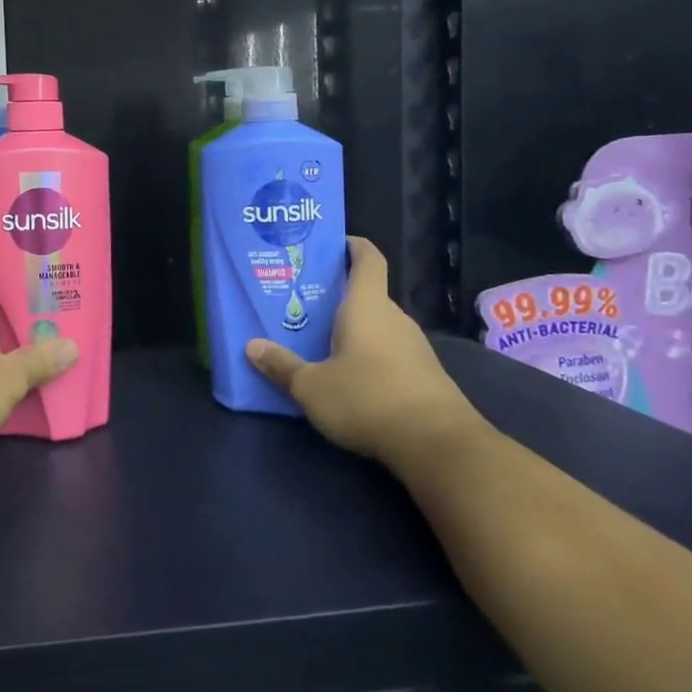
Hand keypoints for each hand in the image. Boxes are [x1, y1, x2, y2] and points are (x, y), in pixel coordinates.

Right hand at [246, 237, 483, 471]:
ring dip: (352, 329)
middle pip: (367, 295)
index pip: (367, 259)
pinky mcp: (425, 376)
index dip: (352, 246)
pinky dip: (368, 355)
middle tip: (303, 302)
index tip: (332, 244)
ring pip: (377, 326)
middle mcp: (394, 318)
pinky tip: (348, 375)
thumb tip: (252, 347)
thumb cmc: (368, 399)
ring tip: (318, 339)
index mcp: (366, 306)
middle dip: (337, 296)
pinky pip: (389, 352)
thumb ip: (282, 366)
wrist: (439, 446)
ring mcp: (414, 347)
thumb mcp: (312, 387)